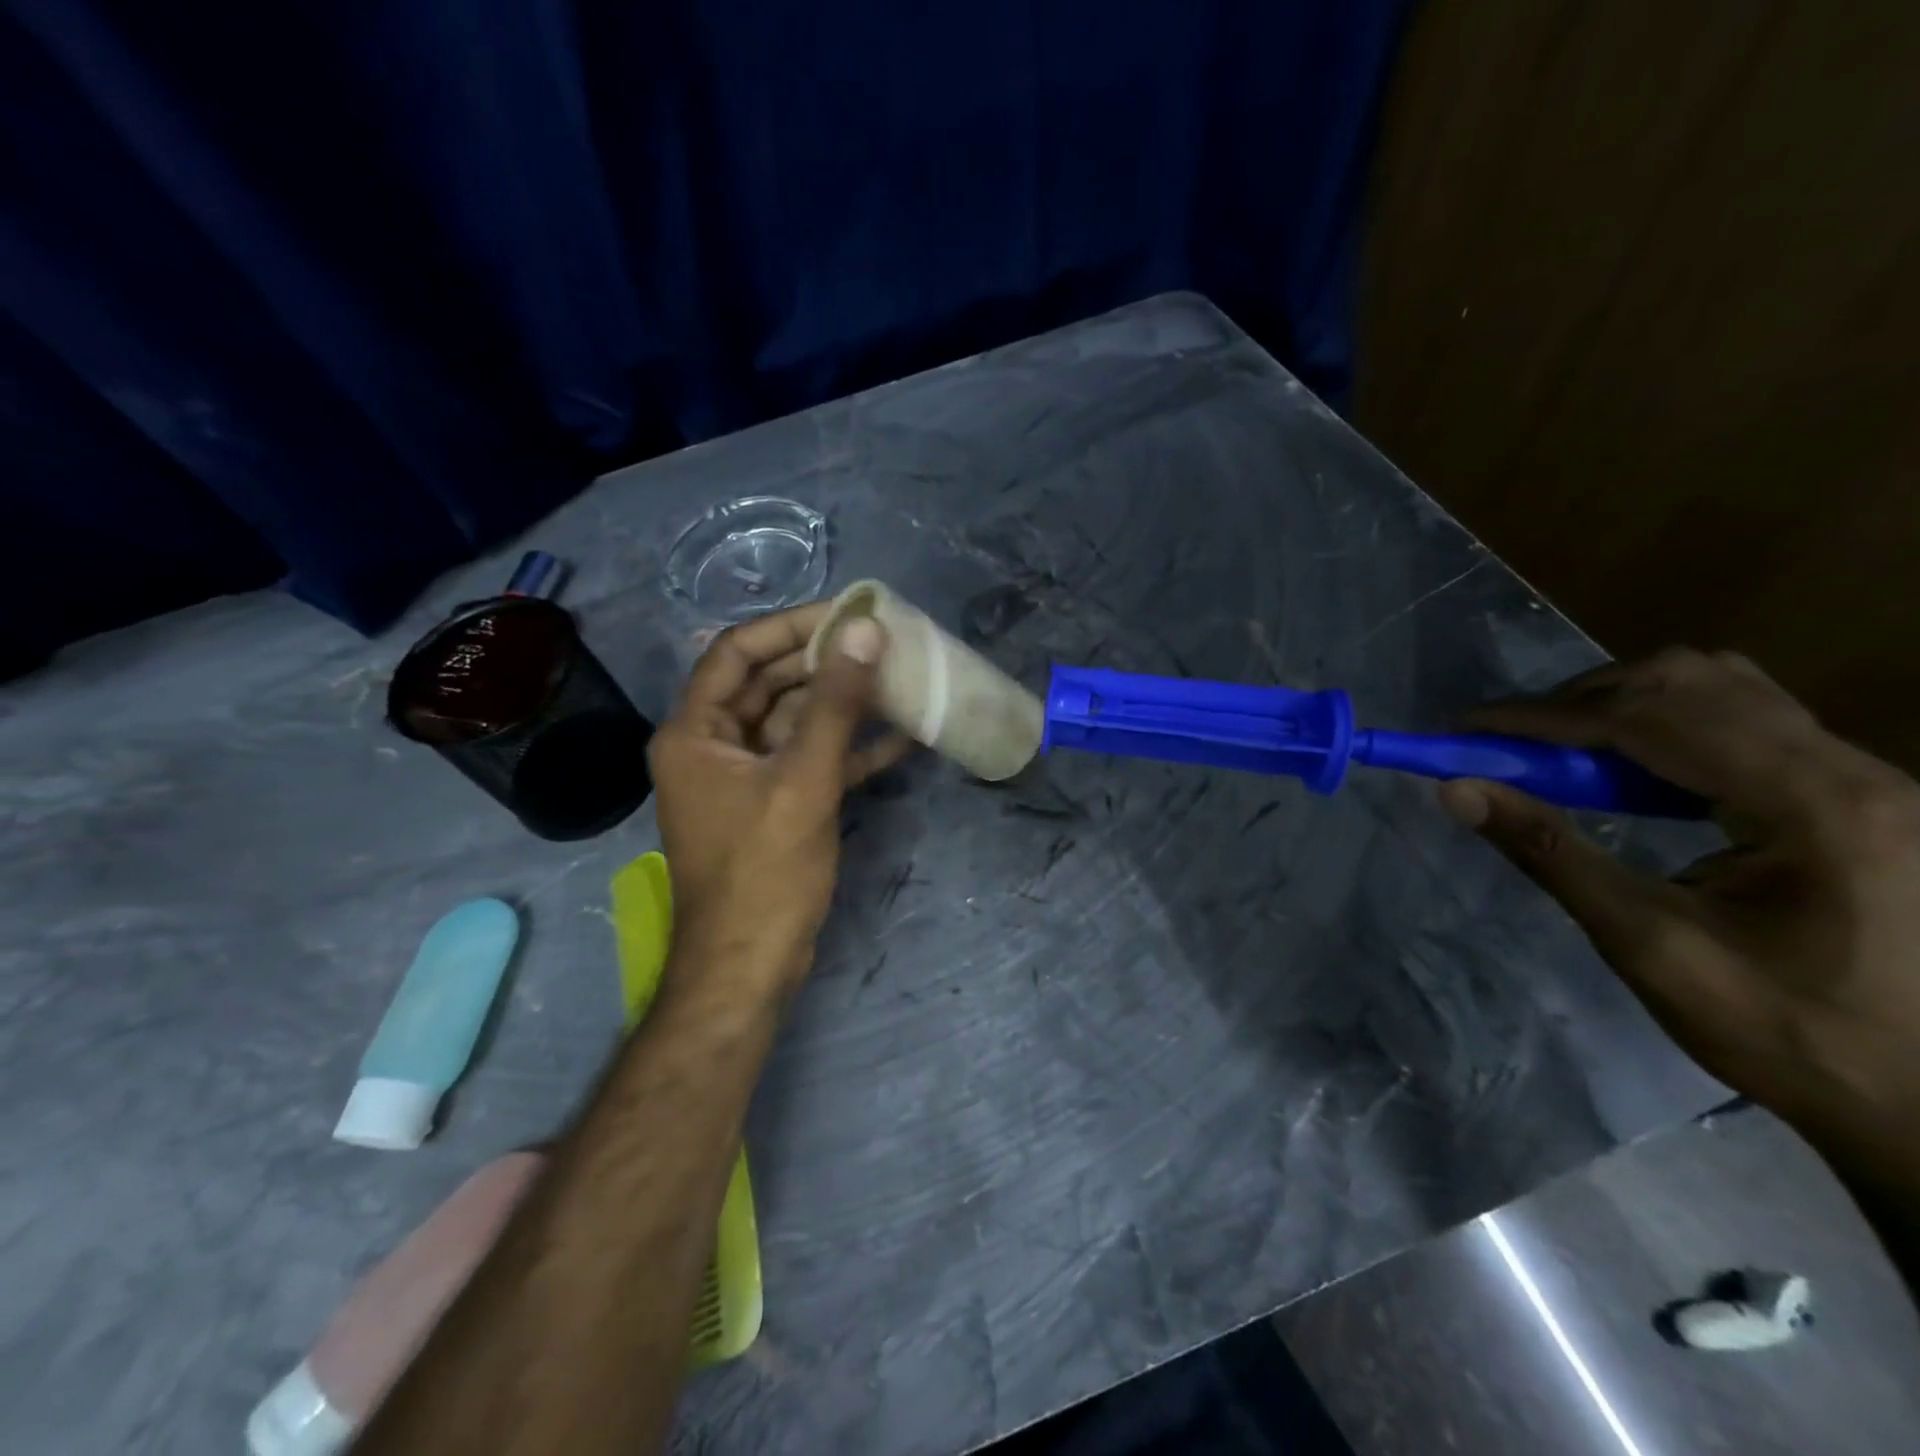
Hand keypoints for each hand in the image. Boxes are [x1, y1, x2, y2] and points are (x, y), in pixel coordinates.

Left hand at [648, 603, 909, 995]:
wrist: (749, 966)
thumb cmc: (764, 870)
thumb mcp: (803, 780)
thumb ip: (835, 704)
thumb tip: (866, 632)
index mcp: (695, 732)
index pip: (737, 652)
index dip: (790, 626)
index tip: (846, 612)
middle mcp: (713, 747)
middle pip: (768, 684)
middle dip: (824, 663)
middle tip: (881, 641)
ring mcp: (746, 778)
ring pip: (795, 722)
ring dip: (842, 704)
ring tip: (897, 679)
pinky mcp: (775, 805)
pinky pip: (811, 761)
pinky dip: (849, 749)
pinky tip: (901, 738)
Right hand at [1437, 648, 1919, 1155]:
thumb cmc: (1789, 1034)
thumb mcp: (1650, 945)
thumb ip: (1550, 853)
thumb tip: (1456, 789)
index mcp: (1816, 805)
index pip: (1649, 720)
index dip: (1542, 717)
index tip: (1464, 728)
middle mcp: (1851, 768)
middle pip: (1690, 681)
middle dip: (1581, 702)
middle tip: (1513, 747)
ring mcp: (1864, 776)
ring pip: (1720, 689)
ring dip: (1622, 708)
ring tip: (1562, 757)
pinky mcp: (1856, 792)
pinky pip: (1743, 722)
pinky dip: (1663, 729)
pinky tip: (1629, 777)